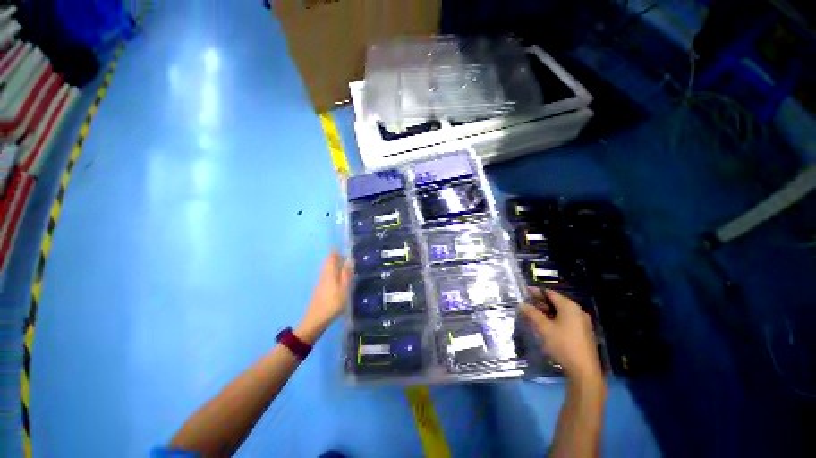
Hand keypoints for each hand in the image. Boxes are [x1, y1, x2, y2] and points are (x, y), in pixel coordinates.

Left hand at [295, 252, 351, 343]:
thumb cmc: (332, 303)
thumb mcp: (344, 289)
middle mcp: (324, 275)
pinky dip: (333, 272)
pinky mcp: (320, 289)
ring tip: (346, 264)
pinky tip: (339, 277)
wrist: (316, 320)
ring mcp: (321, 282)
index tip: (342, 245)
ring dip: (335, 264)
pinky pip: (327, 275)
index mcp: (329, 273)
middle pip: (328, 262)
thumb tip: (349, 260)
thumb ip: (346, 274)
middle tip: (347, 254)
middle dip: (336, 257)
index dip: (336, 250)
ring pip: (328, 269)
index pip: (331, 257)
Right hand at [521, 288, 601, 383]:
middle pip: (556, 302)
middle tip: (526, 304)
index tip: (524, 291)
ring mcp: (582, 322)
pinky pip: (566, 320)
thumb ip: (532, 314)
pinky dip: (554, 319)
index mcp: (569, 307)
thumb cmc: (563, 345)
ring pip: (560, 312)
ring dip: (546, 311)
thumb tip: (521, 304)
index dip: (536, 291)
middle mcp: (577, 311)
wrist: (584, 371)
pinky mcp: (583, 333)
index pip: (550, 293)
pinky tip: (545, 325)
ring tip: (532, 314)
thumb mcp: (544, 328)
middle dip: (540, 302)